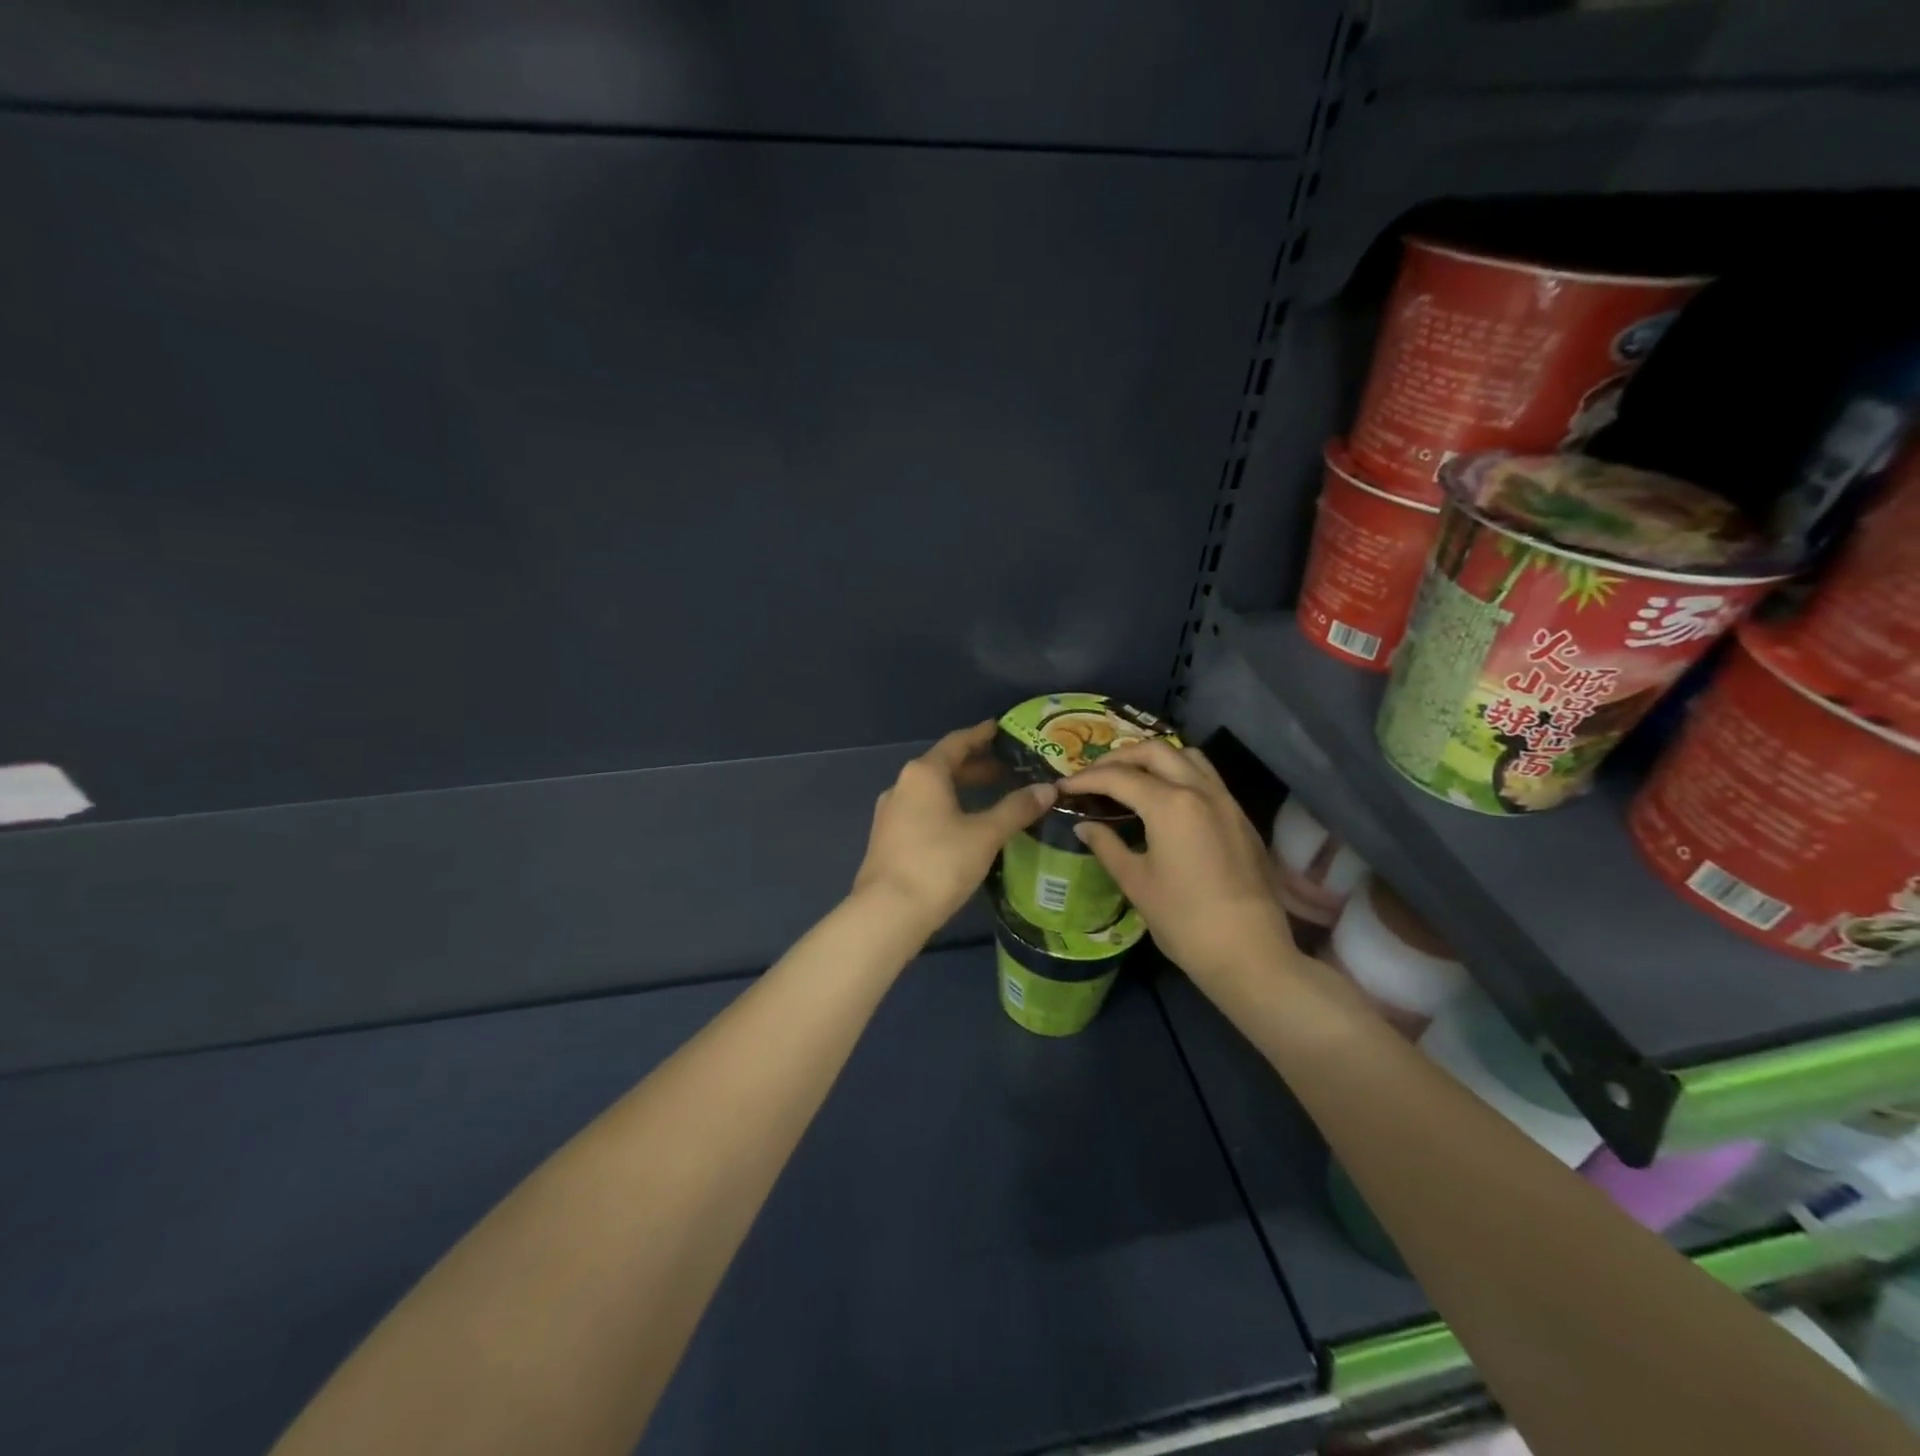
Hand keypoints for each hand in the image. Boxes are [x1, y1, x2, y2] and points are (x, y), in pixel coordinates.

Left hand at [852, 723, 1055, 930]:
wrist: (887, 912)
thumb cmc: (939, 864)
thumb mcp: (985, 835)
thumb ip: (1016, 809)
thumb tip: (1047, 789)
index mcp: (924, 773)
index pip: (957, 742)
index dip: (982, 735)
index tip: (1001, 729)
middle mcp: (903, 785)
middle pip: (943, 766)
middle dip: (975, 766)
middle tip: (1007, 770)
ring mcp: (891, 812)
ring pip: (932, 791)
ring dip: (961, 790)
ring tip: (991, 798)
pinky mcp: (888, 838)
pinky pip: (922, 811)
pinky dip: (946, 808)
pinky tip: (964, 827)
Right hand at [1059, 740, 1292, 983]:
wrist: (1249, 953)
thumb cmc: (1184, 920)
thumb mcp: (1136, 882)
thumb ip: (1107, 846)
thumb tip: (1084, 826)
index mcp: (1170, 804)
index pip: (1119, 777)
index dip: (1086, 779)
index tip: (1064, 787)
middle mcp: (1199, 790)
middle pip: (1154, 752)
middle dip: (1119, 758)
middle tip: (1094, 776)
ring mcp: (1225, 800)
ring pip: (1186, 756)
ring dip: (1154, 758)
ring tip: (1130, 778)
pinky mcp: (1240, 816)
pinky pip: (1206, 776)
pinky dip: (1179, 772)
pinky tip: (1165, 798)